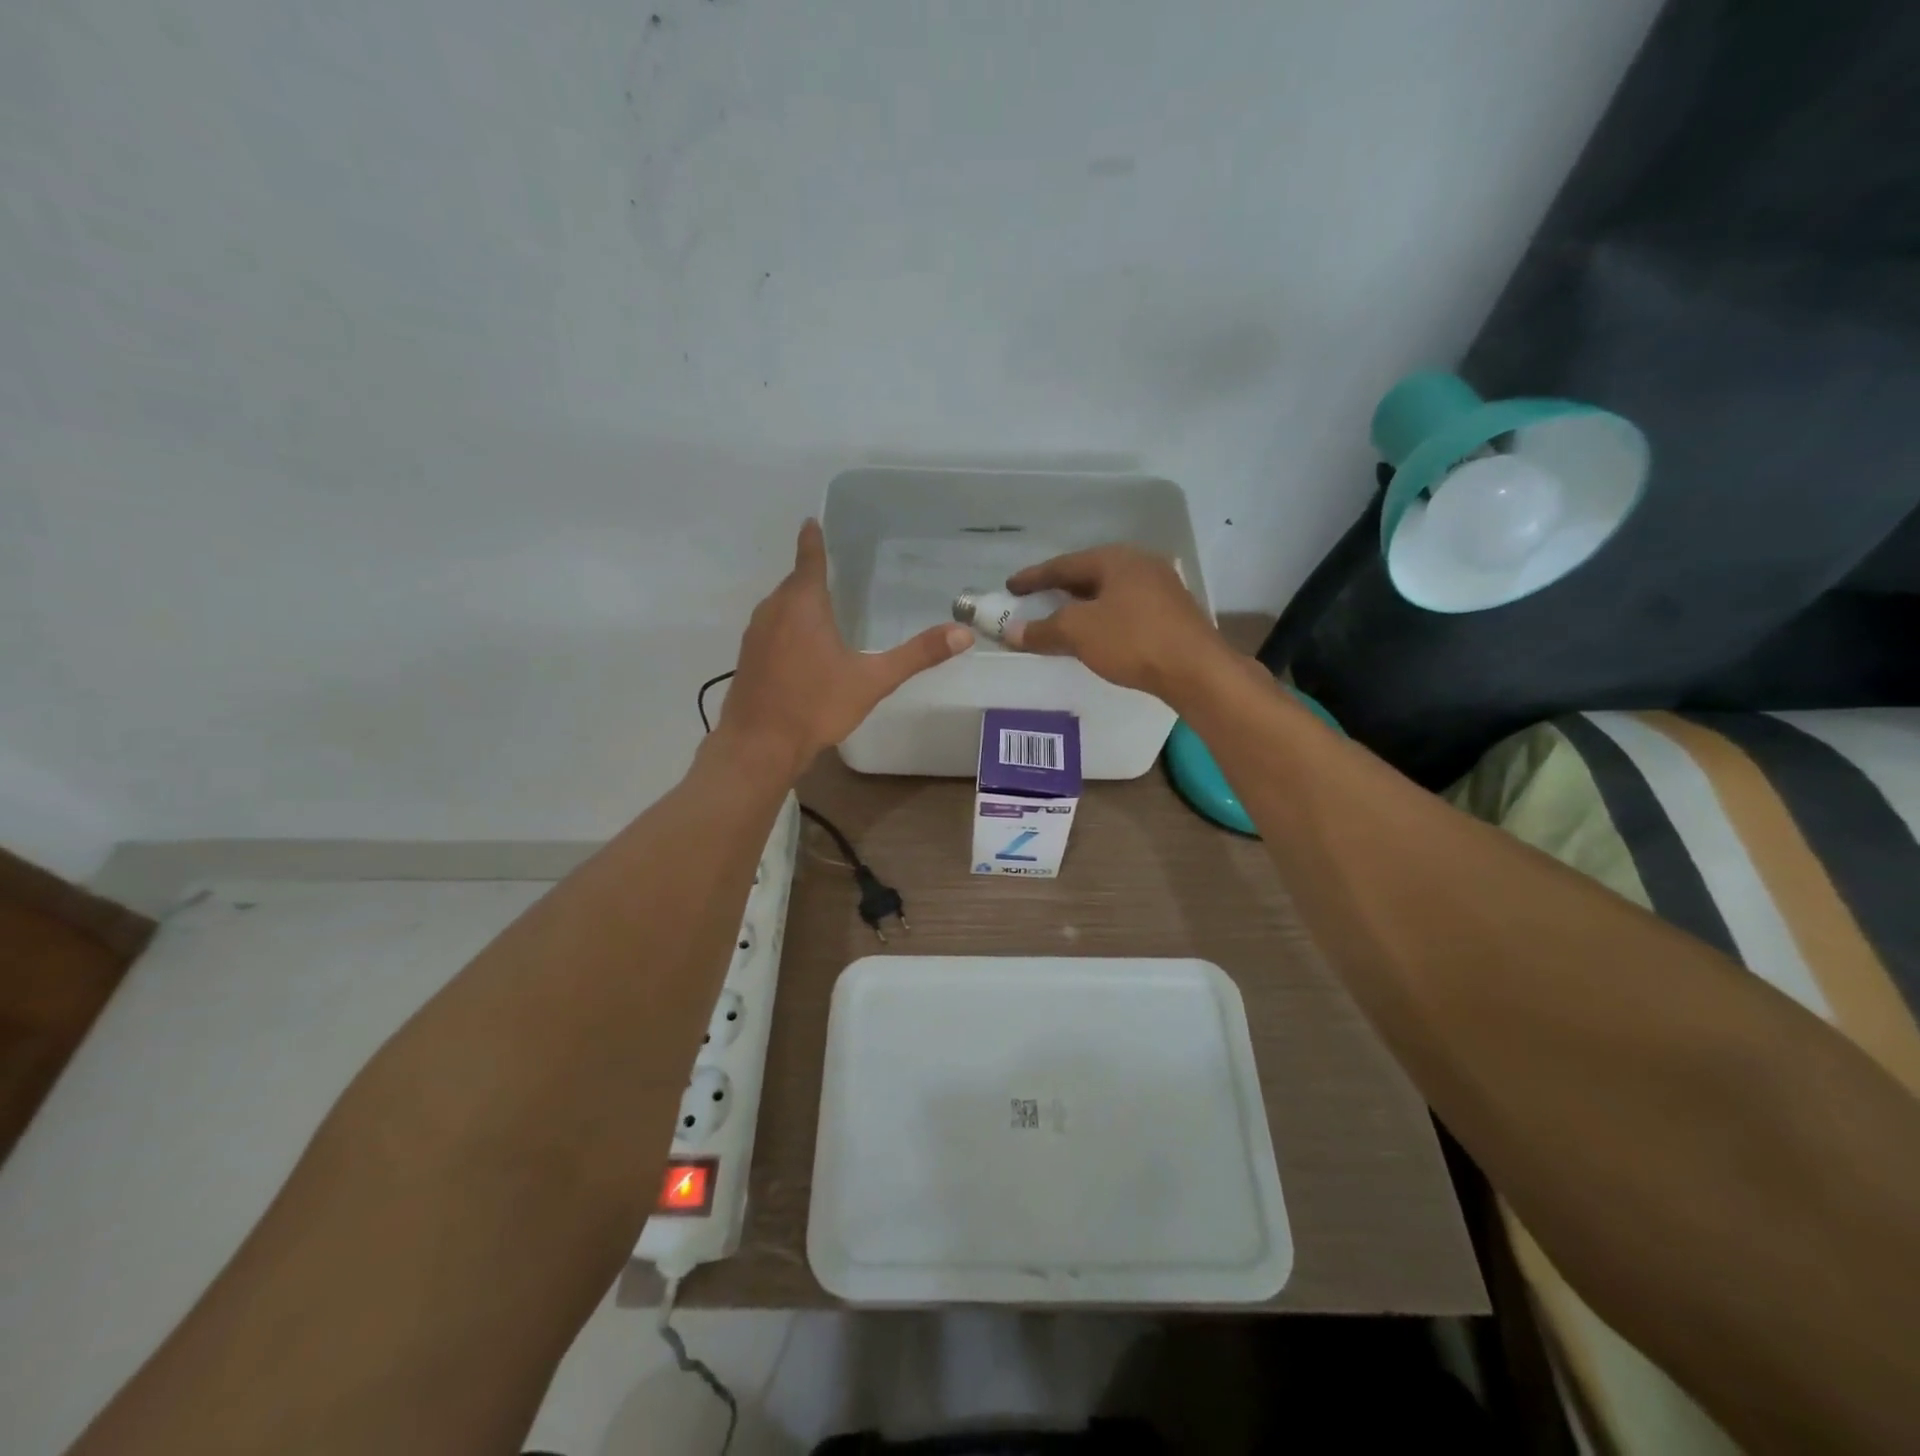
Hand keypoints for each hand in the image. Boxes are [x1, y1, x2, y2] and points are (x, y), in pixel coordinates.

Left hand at [716, 520, 972, 774]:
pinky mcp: (747, 658)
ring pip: (780, 606)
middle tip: (835, 570)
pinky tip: (801, 648)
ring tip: (823, 608)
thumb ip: (917, 655)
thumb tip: (963, 633)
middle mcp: (774, 610)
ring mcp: (755, 634)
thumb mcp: (873, 680)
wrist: (759, 745)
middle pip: (794, 583)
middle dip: (812, 575)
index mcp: (803, 604)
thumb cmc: (816, 705)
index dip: (813, 539)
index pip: (809, 559)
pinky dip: (787, 627)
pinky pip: (771, 628)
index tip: (811, 521)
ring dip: (799, 603)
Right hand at [1002, 545, 1227, 703]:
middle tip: (1035, 601)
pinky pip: (1126, 609)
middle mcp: (1140, 565)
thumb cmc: (1133, 640)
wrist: (1196, 670)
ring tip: (1062, 620)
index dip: (1034, 577)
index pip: (1064, 564)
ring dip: (1082, 606)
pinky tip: (1096, 635)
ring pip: (1109, 593)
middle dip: (1060, 589)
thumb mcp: (1079, 632)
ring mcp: (1161, 588)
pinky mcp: (1172, 614)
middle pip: (1089, 575)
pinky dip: (1103, 618)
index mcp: (1116, 559)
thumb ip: (1043, 630)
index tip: (1010, 587)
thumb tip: (1011, 632)